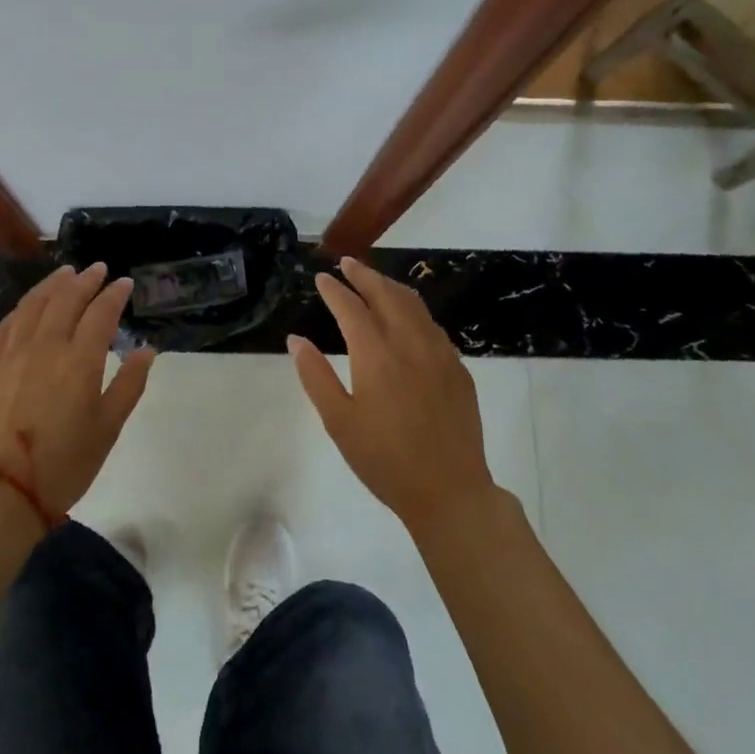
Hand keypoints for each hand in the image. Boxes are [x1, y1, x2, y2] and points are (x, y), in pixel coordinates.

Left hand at [0, 264, 155, 516]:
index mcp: (79, 361)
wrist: (2, 491)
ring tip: (65, 273)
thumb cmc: (66, 463)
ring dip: (52, 284)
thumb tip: (146, 350)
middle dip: (85, 280)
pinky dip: (23, 308)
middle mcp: (46, 347)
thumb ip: (129, 384)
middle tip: (97, 269)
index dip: (114, 295)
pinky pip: (7, 324)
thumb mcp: (109, 427)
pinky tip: (29, 305)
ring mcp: (13, 354)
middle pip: (66, 299)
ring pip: (33, 305)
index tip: (124, 283)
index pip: (100, 313)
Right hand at [288, 257, 495, 536]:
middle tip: (347, 263)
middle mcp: (410, 343)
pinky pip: (432, 324)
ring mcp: (439, 353)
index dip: (334, 290)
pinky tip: (407, 317)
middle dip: (364, 275)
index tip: (321, 278)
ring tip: (374, 281)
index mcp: (376, 355)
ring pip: (414, 305)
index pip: (351, 308)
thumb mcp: (339, 422)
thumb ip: (315, 376)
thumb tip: (296, 340)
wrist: (450, 490)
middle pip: (386, 294)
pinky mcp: (458, 368)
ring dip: (391, 287)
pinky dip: (413, 309)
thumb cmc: (385, 460)